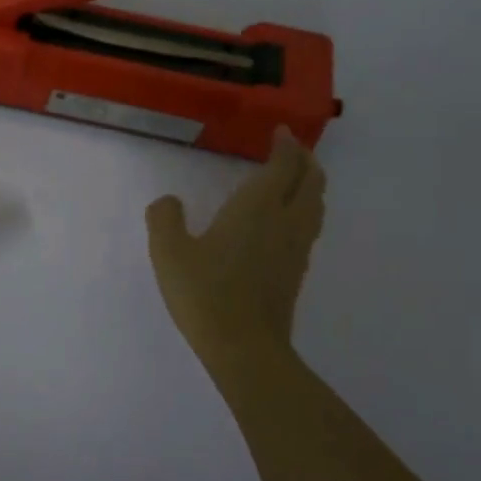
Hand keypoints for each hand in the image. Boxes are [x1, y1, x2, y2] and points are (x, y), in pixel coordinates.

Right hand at [145, 128, 325, 367]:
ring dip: (311, 184)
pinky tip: (286, 222)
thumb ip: (164, 219)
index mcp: (257, 208)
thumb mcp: (169, 252)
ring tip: (297, 179)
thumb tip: (169, 202)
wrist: (244, 348)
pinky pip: (309, 226)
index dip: (286, 145)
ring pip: (316, 205)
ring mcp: (296, 249)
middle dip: (305, 160)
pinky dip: (305, 209)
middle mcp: (285, 222)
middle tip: (293, 149)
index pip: (283, 166)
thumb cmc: (205, 293)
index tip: (281, 131)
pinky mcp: (296, 272)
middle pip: (311, 181)